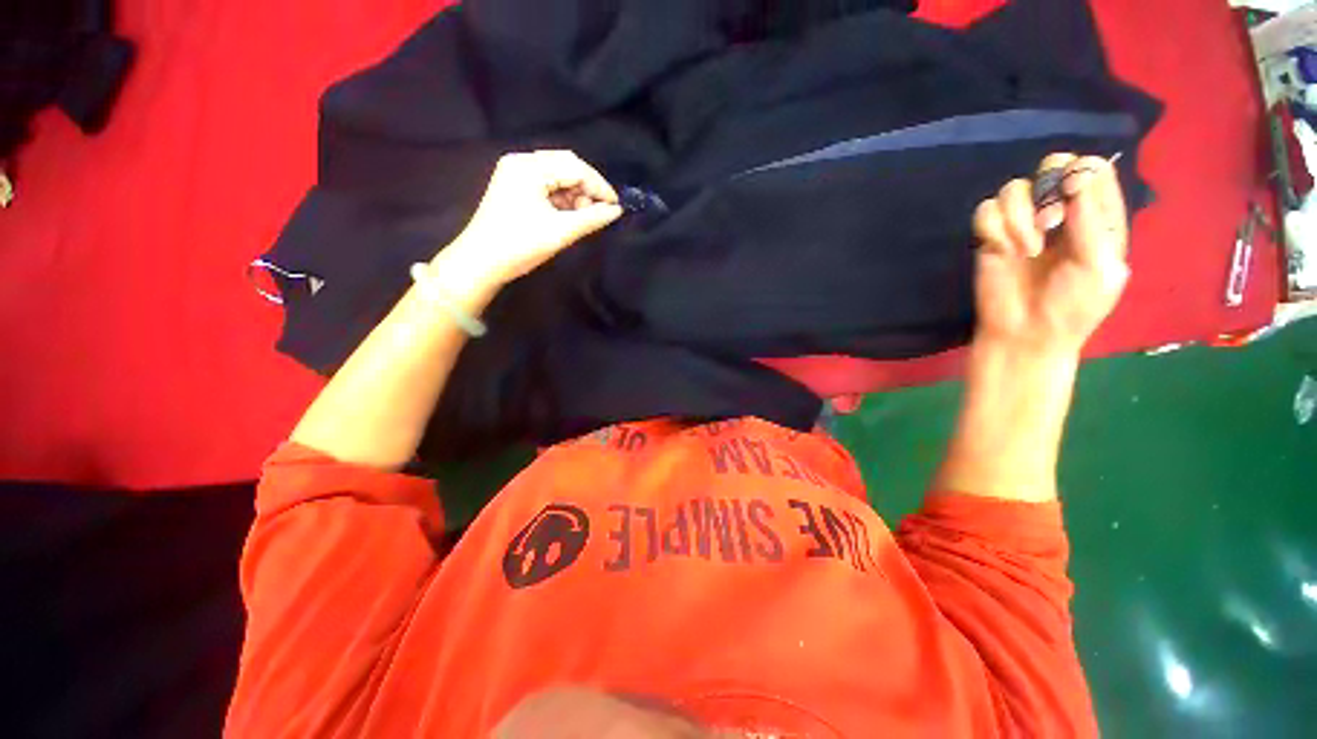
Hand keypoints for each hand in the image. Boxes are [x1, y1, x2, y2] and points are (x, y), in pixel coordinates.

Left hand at [441, 150, 622, 287]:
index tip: (616, 207)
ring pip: (557, 177)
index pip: (575, 167)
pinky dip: (562, 199)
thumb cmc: (520, 245)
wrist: (481, 263)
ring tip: (585, 218)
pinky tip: (570, 216)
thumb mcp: (560, 232)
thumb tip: (616, 211)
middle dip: (587, 189)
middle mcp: (521, 163)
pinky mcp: (514, 187)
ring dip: (575, 195)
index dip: (599, 186)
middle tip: (601, 212)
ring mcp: (515, 174)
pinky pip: (546, 186)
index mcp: (529, 168)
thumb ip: (592, 218)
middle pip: (566, 166)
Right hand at [971, 153, 1130, 356]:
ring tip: (1025, 249)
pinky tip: (1001, 250)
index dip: (1080, 172)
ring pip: (1013, 188)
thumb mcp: (1099, 268)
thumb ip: (1092, 223)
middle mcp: (1059, 211)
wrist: (1026, 335)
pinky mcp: (990, 238)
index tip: (1071, 194)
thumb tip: (1075, 180)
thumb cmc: (1073, 308)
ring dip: (1017, 216)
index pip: (1092, 169)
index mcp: (1096, 216)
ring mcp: (1022, 224)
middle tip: (1048, 221)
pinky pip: (984, 211)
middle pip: (1052, 165)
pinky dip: (992, 227)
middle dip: (1047, 187)